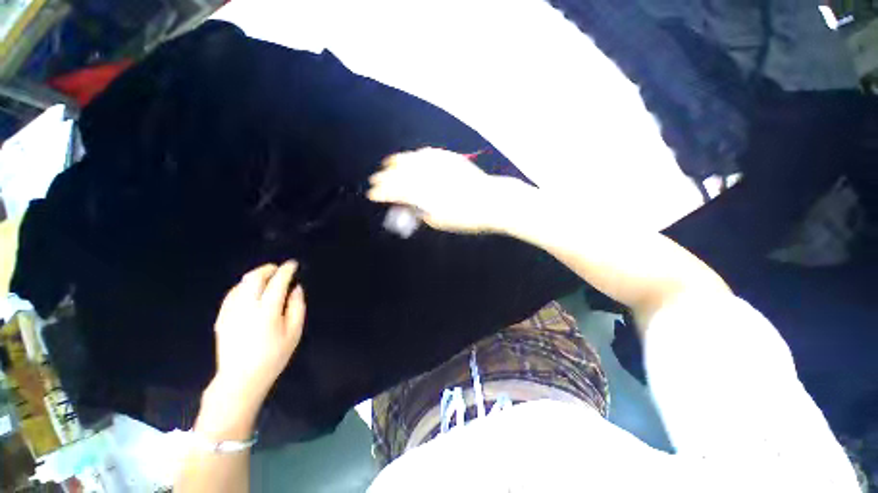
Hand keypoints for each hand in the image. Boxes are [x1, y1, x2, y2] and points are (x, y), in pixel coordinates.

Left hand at [210, 261, 305, 405]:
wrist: (240, 379)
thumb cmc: (273, 356)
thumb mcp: (294, 333)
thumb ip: (297, 307)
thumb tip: (296, 289)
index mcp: (267, 311)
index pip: (277, 282)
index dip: (286, 270)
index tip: (293, 264)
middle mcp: (246, 307)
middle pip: (254, 278)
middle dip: (267, 269)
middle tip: (278, 269)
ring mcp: (231, 312)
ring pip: (241, 284)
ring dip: (255, 277)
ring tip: (266, 278)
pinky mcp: (222, 318)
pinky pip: (232, 294)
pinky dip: (243, 287)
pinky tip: (249, 292)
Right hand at [368, 147, 527, 233]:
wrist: (492, 201)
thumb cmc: (467, 217)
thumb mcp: (440, 221)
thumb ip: (421, 213)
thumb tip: (409, 207)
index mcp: (423, 192)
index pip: (395, 190)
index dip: (382, 192)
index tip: (373, 194)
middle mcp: (428, 174)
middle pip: (399, 173)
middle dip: (384, 177)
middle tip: (375, 180)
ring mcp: (439, 163)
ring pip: (412, 159)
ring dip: (397, 162)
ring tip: (388, 164)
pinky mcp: (450, 158)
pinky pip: (428, 153)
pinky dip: (417, 155)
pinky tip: (412, 156)